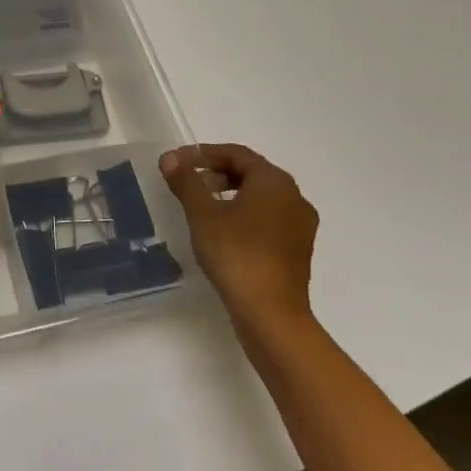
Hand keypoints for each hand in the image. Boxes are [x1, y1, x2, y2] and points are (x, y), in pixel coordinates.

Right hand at [160, 144, 318, 336]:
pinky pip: (268, 219)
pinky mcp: (297, 250)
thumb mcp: (202, 214)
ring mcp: (300, 226)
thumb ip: (186, 181)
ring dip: (230, 195)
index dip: (203, 154)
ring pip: (260, 197)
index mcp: (275, 181)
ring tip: (201, 207)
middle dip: (216, 173)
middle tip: (187, 183)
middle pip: (251, 173)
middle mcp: (294, 198)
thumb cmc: (236, 254)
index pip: (236, 154)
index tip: (177, 163)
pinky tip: (223, 232)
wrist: (271, 315)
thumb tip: (170, 158)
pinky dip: (244, 216)